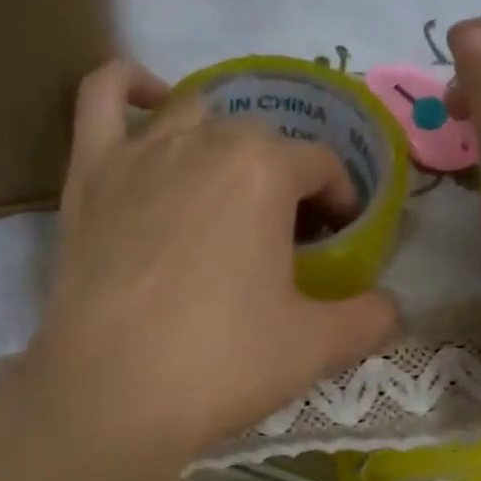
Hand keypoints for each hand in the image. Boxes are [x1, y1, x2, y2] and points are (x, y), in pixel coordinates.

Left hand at [20, 60, 398, 478]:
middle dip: (283, 178)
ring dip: (221, 141)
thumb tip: (392, 307)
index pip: (322, 165)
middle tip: (282, 236)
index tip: (337, 239)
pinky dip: (126, 84)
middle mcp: (205, 141)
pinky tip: (148, 100)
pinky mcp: (88, 173)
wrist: (112, 395)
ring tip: (225, 187)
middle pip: (261, 140)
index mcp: (266, 170)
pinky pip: (101, 97)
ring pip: (193, 113)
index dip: (339, 200)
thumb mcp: (317, 347)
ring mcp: (139, 151)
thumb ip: (370, 317)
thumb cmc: (221, 363)